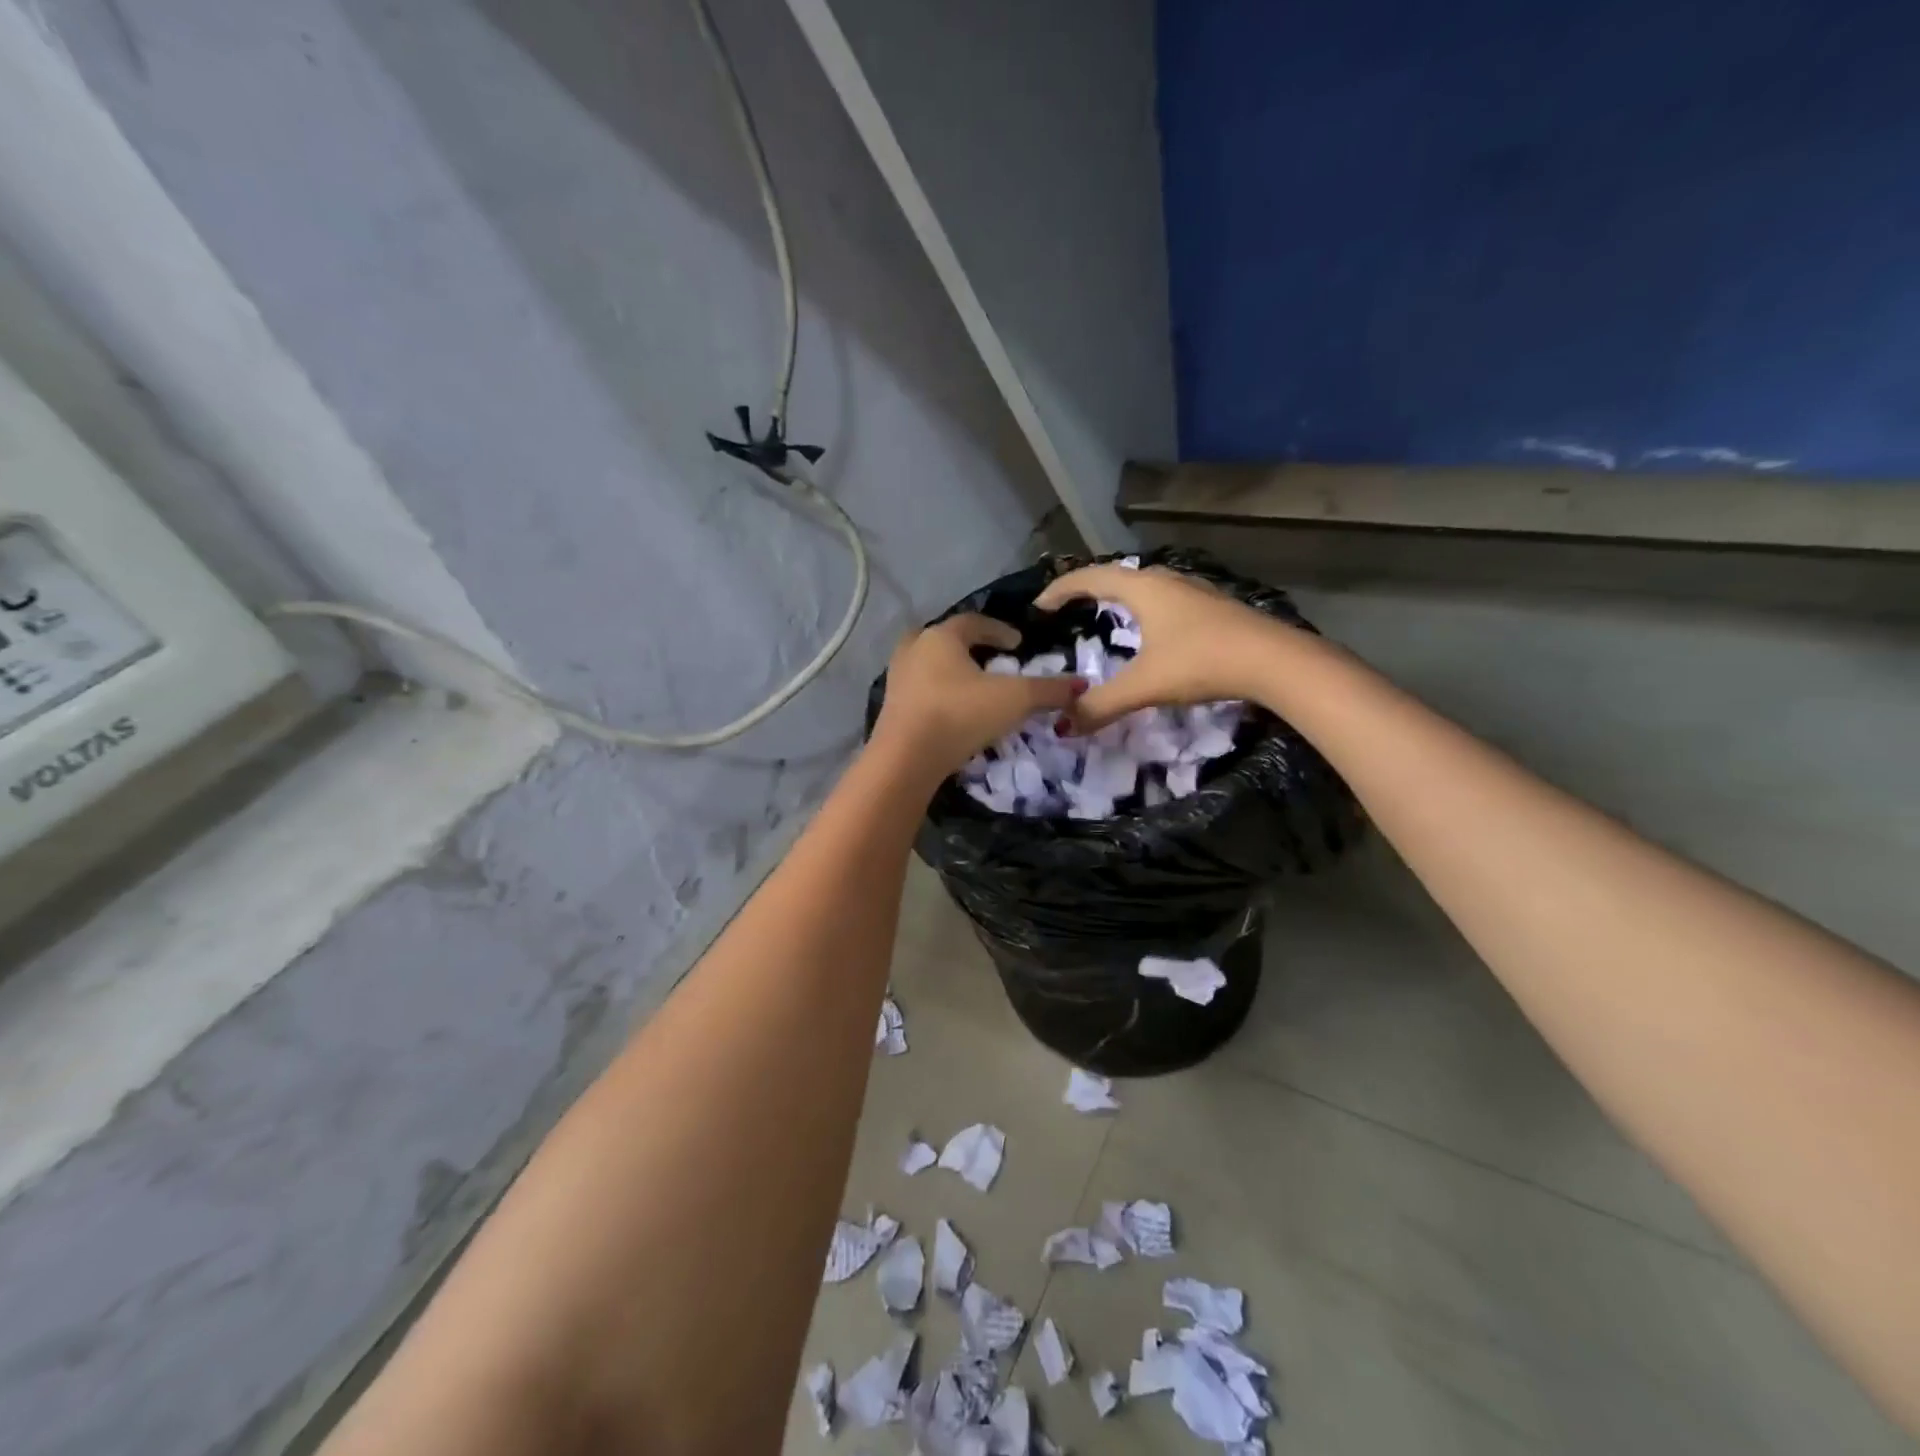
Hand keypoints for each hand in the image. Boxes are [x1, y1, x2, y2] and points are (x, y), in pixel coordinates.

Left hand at [872, 614, 1084, 779]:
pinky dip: (937, 693)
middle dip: (967, 646)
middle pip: (943, 639)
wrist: (906, 758)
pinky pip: (919, 691)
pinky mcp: (891, 708)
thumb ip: (1048, 690)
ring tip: (972, 687)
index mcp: (941, 637)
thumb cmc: (960, 714)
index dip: (999, 630)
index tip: (1018, 644)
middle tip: (989, 660)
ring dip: (949, 671)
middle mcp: (914, 650)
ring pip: (927, 664)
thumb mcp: (1014, 700)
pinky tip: (953, 711)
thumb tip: (1082, 685)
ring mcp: (897, 679)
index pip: (974, 622)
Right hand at [1035, 564, 1291, 731]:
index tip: (1038, 607)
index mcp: (1142, 588)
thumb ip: (1101, 705)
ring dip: (1118, 596)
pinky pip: (1163, 598)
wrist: (1274, 661)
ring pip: (1143, 585)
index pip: (1088, 578)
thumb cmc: (1202, 661)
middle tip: (1067, 609)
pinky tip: (1151, 630)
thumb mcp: (1145, 685)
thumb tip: (1064, 726)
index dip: (1059, 590)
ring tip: (1104, 616)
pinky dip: (1143, 607)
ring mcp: (1193, 590)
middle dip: (1086, 589)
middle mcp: (1165, 580)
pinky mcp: (1212, 606)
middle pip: (1115, 575)